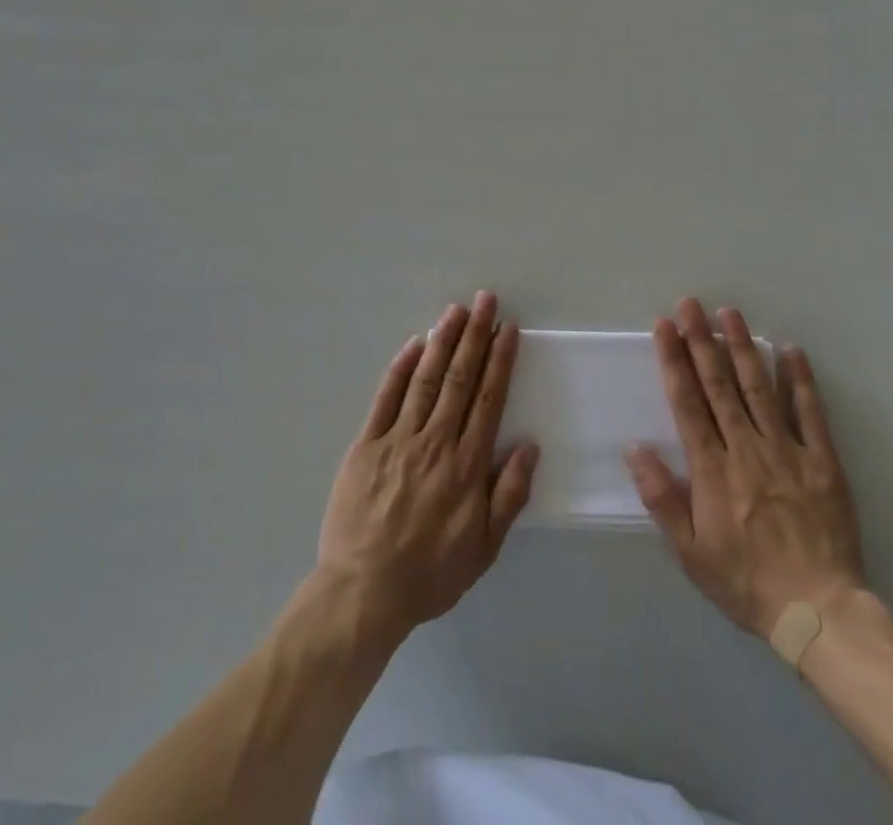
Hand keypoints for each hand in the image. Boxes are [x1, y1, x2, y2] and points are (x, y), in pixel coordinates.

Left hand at [318, 291, 538, 638]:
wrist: (363, 592)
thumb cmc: (429, 573)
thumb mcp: (483, 548)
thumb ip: (509, 495)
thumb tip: (529, 446)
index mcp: (466, 465)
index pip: (488, 399)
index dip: (499, 360)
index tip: (507, 329)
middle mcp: (435, 441)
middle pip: (460, 378)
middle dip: (475, 335)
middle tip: (485, 300)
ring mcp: (398, 439)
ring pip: (426, 379)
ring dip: (442, 341)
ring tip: (456, 310)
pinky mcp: (366, 444)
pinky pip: (386, 398)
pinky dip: (400, 368)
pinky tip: (413, 344)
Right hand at [626, 299, 864, 636]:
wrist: (819, 613)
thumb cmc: (746, 582)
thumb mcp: (690, 552)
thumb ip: (661, 498)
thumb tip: (634, 448)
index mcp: (712, 469)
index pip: (687, 402)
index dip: (674, 360)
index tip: (664, 326)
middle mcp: (746, 448)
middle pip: (719, 384)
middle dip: (701, 340)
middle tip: (691, 304)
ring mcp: (787, 450)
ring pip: (759, 388)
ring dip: (742, 347)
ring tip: (729, 313)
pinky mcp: (822, 460)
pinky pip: (810, 412)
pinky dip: (800, 379)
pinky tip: (790, 349)